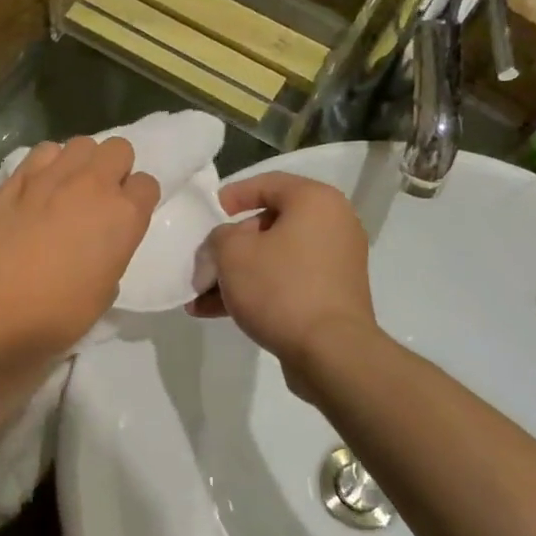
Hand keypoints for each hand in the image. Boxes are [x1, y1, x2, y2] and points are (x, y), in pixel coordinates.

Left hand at [0, 136, 159, 374]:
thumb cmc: (59, 315)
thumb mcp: (106, 290)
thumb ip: (112, 252)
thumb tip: (98, 243)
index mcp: (125, 216)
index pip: (147, 184)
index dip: (136, 200)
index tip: (123, 216)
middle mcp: (94, 186)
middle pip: (118, 149)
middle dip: (113, 169)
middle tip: (97, 198)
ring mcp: (53, 177)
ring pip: (80, 144)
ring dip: (80, 163)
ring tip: (65, 188)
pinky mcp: (17, 178)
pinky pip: (42, 152)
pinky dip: (46, 164)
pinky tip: (37, 188)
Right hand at [188, 171, 375, 395]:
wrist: (330, 351)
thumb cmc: (280, 288)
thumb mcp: (232, 253)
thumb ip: (220, 236)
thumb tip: (227, 242)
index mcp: (315, 201)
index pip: (268, 184)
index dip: (232, 195)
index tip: (208, 213)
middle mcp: (333, 225)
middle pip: (270, 225)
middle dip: (229, 246)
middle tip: (203, 263)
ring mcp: (335, 263)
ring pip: (275, 258)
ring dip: (236, 275)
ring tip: (200, 297)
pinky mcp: (332, 295)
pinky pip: (287, 282)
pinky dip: (257, 292)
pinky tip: (218, 313)